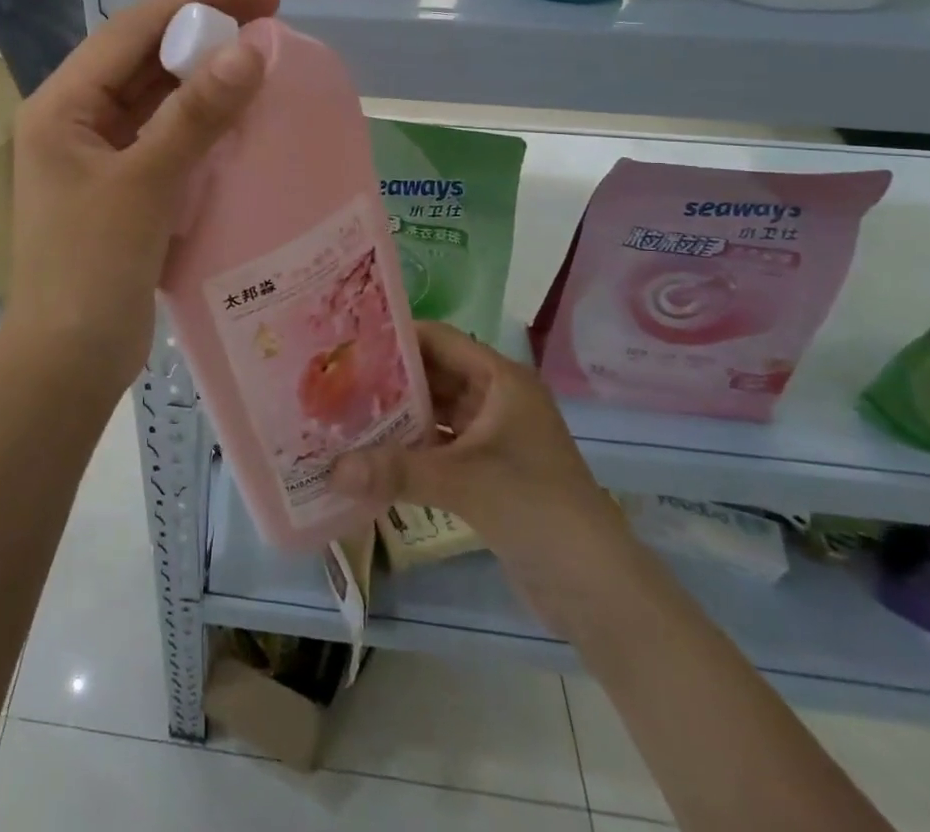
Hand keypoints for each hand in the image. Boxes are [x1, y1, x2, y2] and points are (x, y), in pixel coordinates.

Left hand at [1, 0, 279, 391]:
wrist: (68, 362)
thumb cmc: (90, 270)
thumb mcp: (144, 185)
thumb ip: (195, 115)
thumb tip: (250, 49)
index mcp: (62, 107)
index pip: (129, 33)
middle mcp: (76, 120)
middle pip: (145, 58)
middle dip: (203, 28)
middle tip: (269, 3)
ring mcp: (100, 154)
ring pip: (158, 95)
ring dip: (205, 71)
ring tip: (262, 43)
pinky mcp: (124, 186)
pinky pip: (166, 134)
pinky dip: (202, 117)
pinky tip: (239, 104)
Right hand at [331, 323, 625, 586]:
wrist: (598, 591)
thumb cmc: (537, 509)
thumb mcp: (463, 482)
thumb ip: (396, 471)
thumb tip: (331, 470)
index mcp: (501, 380)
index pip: (439, 340)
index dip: (395, 337)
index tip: (347, 341)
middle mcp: (496, 400)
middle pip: (432, 376)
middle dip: (387, 380)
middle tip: (334, 380)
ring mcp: (491, 438)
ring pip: (433, 414)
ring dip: (395, 417)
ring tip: (342, 414)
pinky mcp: (486, 472)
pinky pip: (437, 448)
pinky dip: (408, 450)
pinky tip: (369, 455)